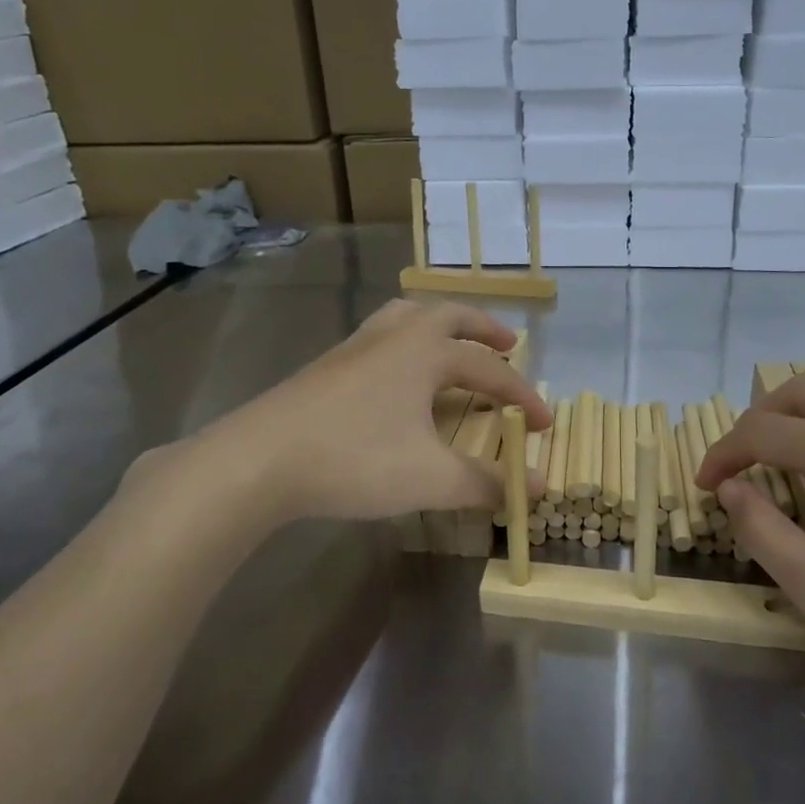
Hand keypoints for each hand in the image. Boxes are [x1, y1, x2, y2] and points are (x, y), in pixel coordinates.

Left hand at [134, 300, 550, 529]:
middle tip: (509, 342)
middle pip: (448, 316)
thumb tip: (538, 487)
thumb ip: (486, 482)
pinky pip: (379, 339)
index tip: (545, 424)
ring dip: (439, 325)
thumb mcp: (430, 478)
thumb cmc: (355, 459)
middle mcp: (393, 337)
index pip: (489, 368)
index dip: (522, 395)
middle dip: (483, 328)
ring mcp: (354, 348)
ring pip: (406, 317)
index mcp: (425, 352)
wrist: (259, 460)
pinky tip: (396, 376)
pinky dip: (404, 344)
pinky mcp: (326, 367)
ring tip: (452, 343)